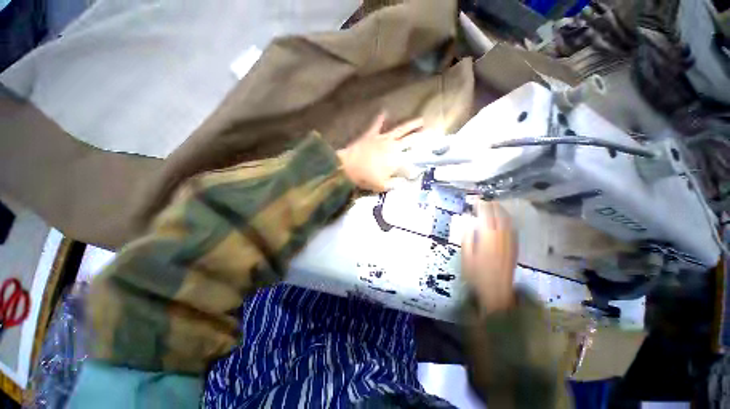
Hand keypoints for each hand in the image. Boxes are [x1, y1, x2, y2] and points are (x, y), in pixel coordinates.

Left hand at [337, 112, 422, 191]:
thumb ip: (394, 184)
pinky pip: (377, 125)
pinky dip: (381, 118)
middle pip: (410, 140)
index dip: (419, 159)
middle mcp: (393, 146)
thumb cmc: (365, 177)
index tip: (426, 158)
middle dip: (422, 136)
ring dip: (410, 124)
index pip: (412, 158)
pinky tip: (385, 111)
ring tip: (421, 120)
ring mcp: (382, 138)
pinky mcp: (372, 134)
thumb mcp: (382, 186)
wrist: (347, 166)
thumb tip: (404, 182)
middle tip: (432, 131)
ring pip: (400, 129)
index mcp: (397, 159)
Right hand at [461, 201, 517, 313]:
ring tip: (494, 206)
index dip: (482, 206)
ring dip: (501, 211)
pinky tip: (504, 219)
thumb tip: (469, 223)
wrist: (496, 290)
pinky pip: (512, 229)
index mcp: (487, 238)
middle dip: (492, 205)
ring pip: (508, 221)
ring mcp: (510, 241)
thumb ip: (467, 237)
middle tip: (485, 201)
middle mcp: (501, 236)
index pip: (486, 215)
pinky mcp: (514, 247)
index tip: (476, 201)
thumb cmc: (476, 274)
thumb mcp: (466, 256)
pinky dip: (508, 220)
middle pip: (499, 215)